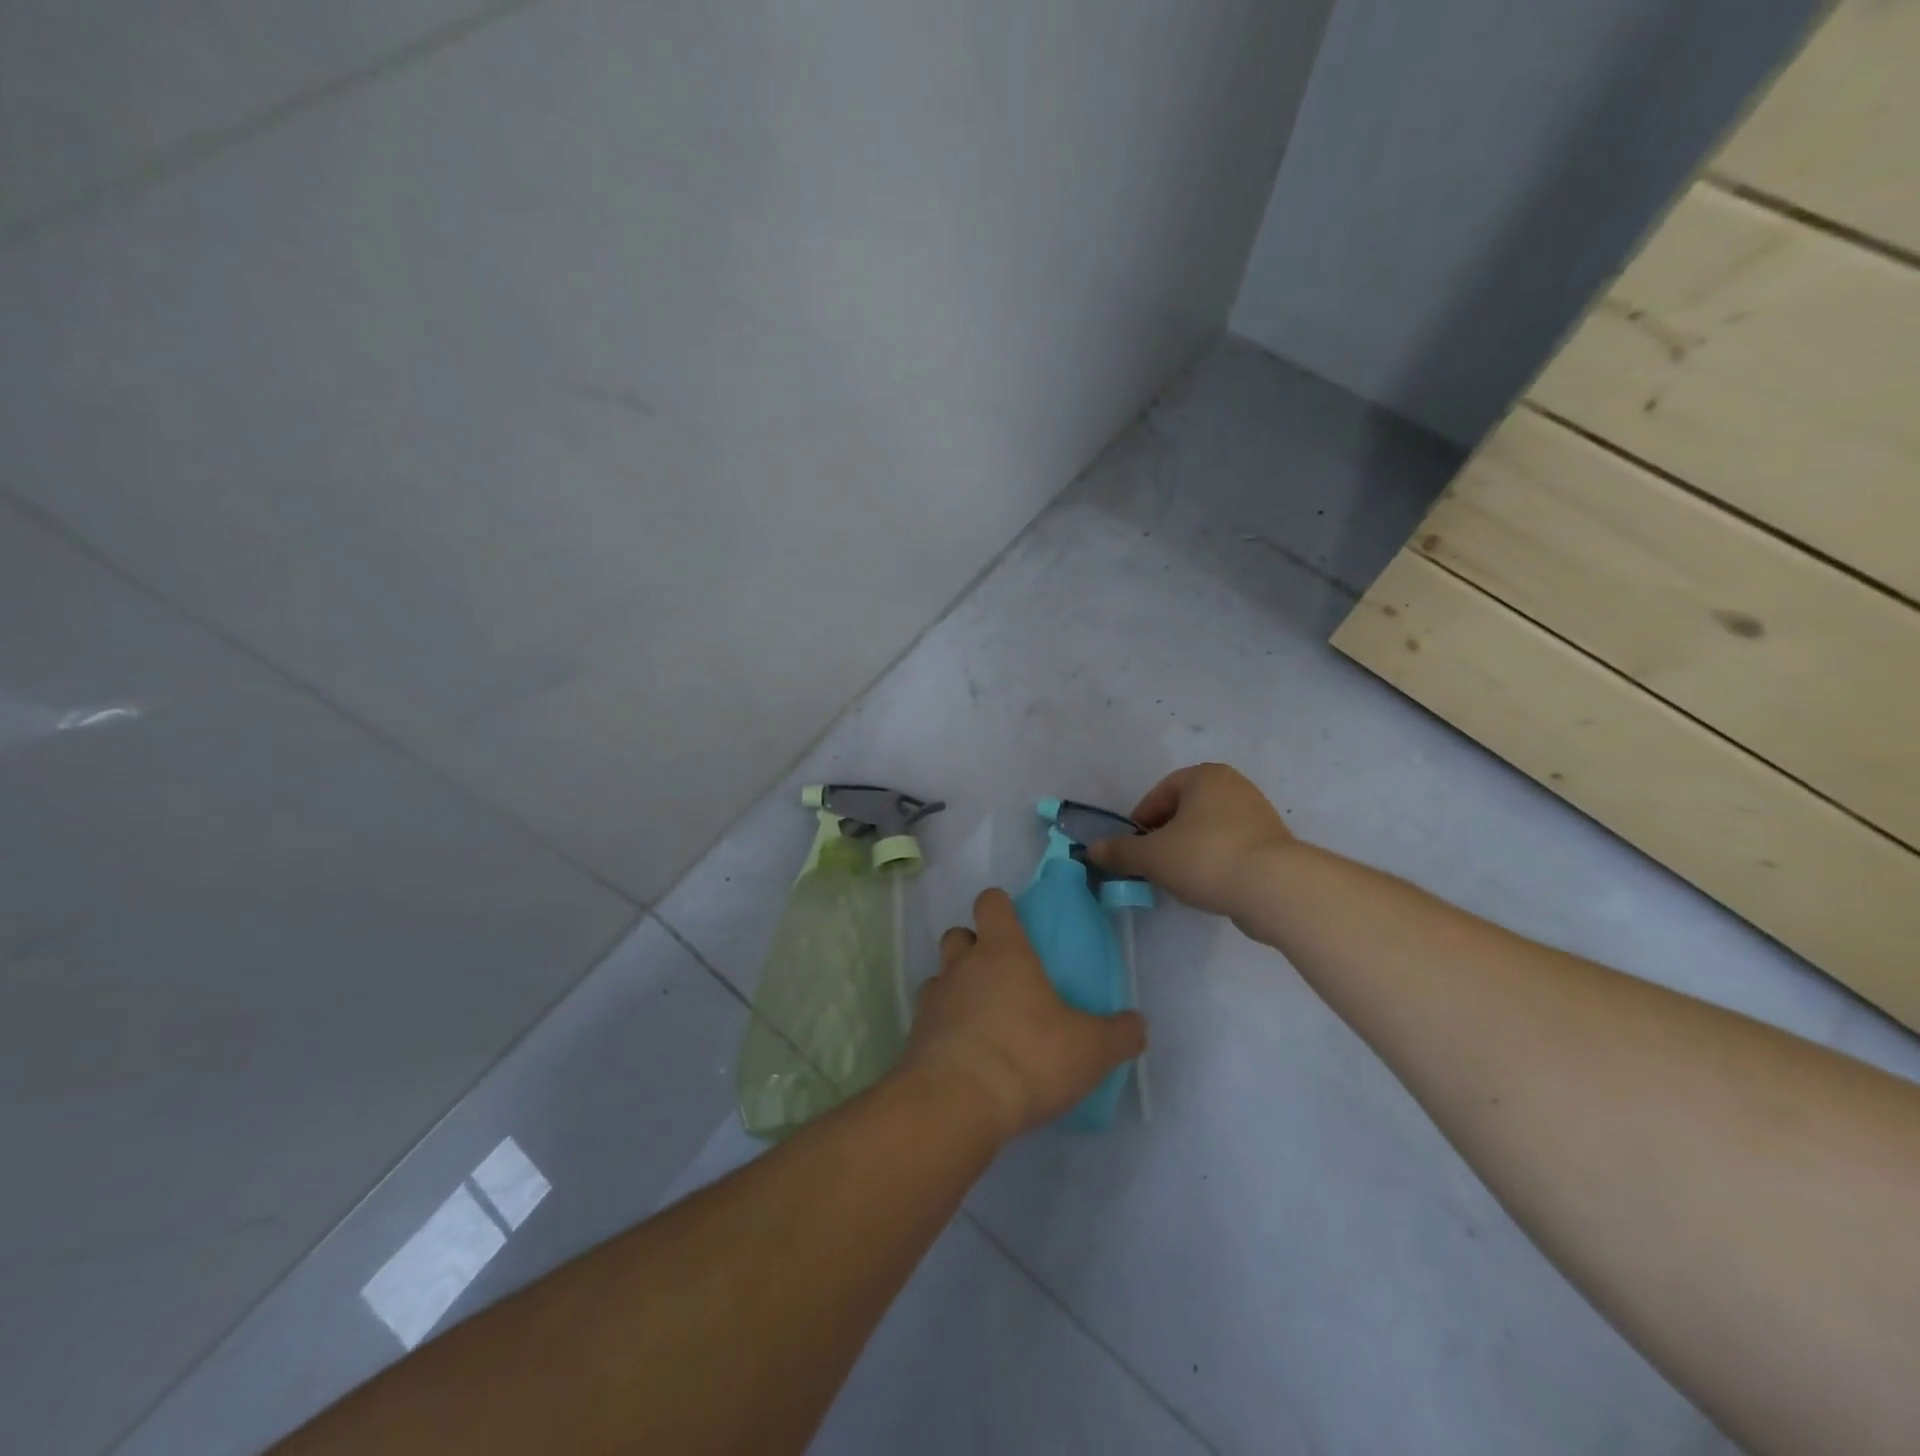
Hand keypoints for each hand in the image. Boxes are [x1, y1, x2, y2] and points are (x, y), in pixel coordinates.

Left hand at [900, 888, 1145, 1142]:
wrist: (956, 1103)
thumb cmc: (1028, 1056)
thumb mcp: (1091, 1049)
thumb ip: (1119, 1034)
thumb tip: (1137, 1024)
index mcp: (1003, 951)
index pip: (991, 902)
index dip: (1000, 907)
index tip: (1015, 923)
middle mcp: (962, 965)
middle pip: (958, 934)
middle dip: (974, 946)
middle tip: (1001, 975)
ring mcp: (934, 999)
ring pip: (941, 975)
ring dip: (956, 988)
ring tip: (982, 1019)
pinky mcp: (915, 1036)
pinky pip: (929, 1018)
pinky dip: (944, 1027)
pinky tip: (966, 1055)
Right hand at [1086, 763, 1294, 917]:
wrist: (1276, 888)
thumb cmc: (1206, 857)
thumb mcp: (1152, 856)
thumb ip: (1120, 852)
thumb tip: (1092, 850)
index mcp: (1205, 776)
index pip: (1160, 793)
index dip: (1141, 820)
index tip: (1134, 848)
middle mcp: (1234, 786)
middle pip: (1184, 810)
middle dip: (1165, 836)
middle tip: (1153, 863)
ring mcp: (1258, 814)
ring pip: (1208, 830)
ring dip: (1188, 850)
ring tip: (1179, 878)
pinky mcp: (1272, 844)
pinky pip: (1230, 847)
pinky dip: (1214, 861)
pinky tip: (1207, 885)